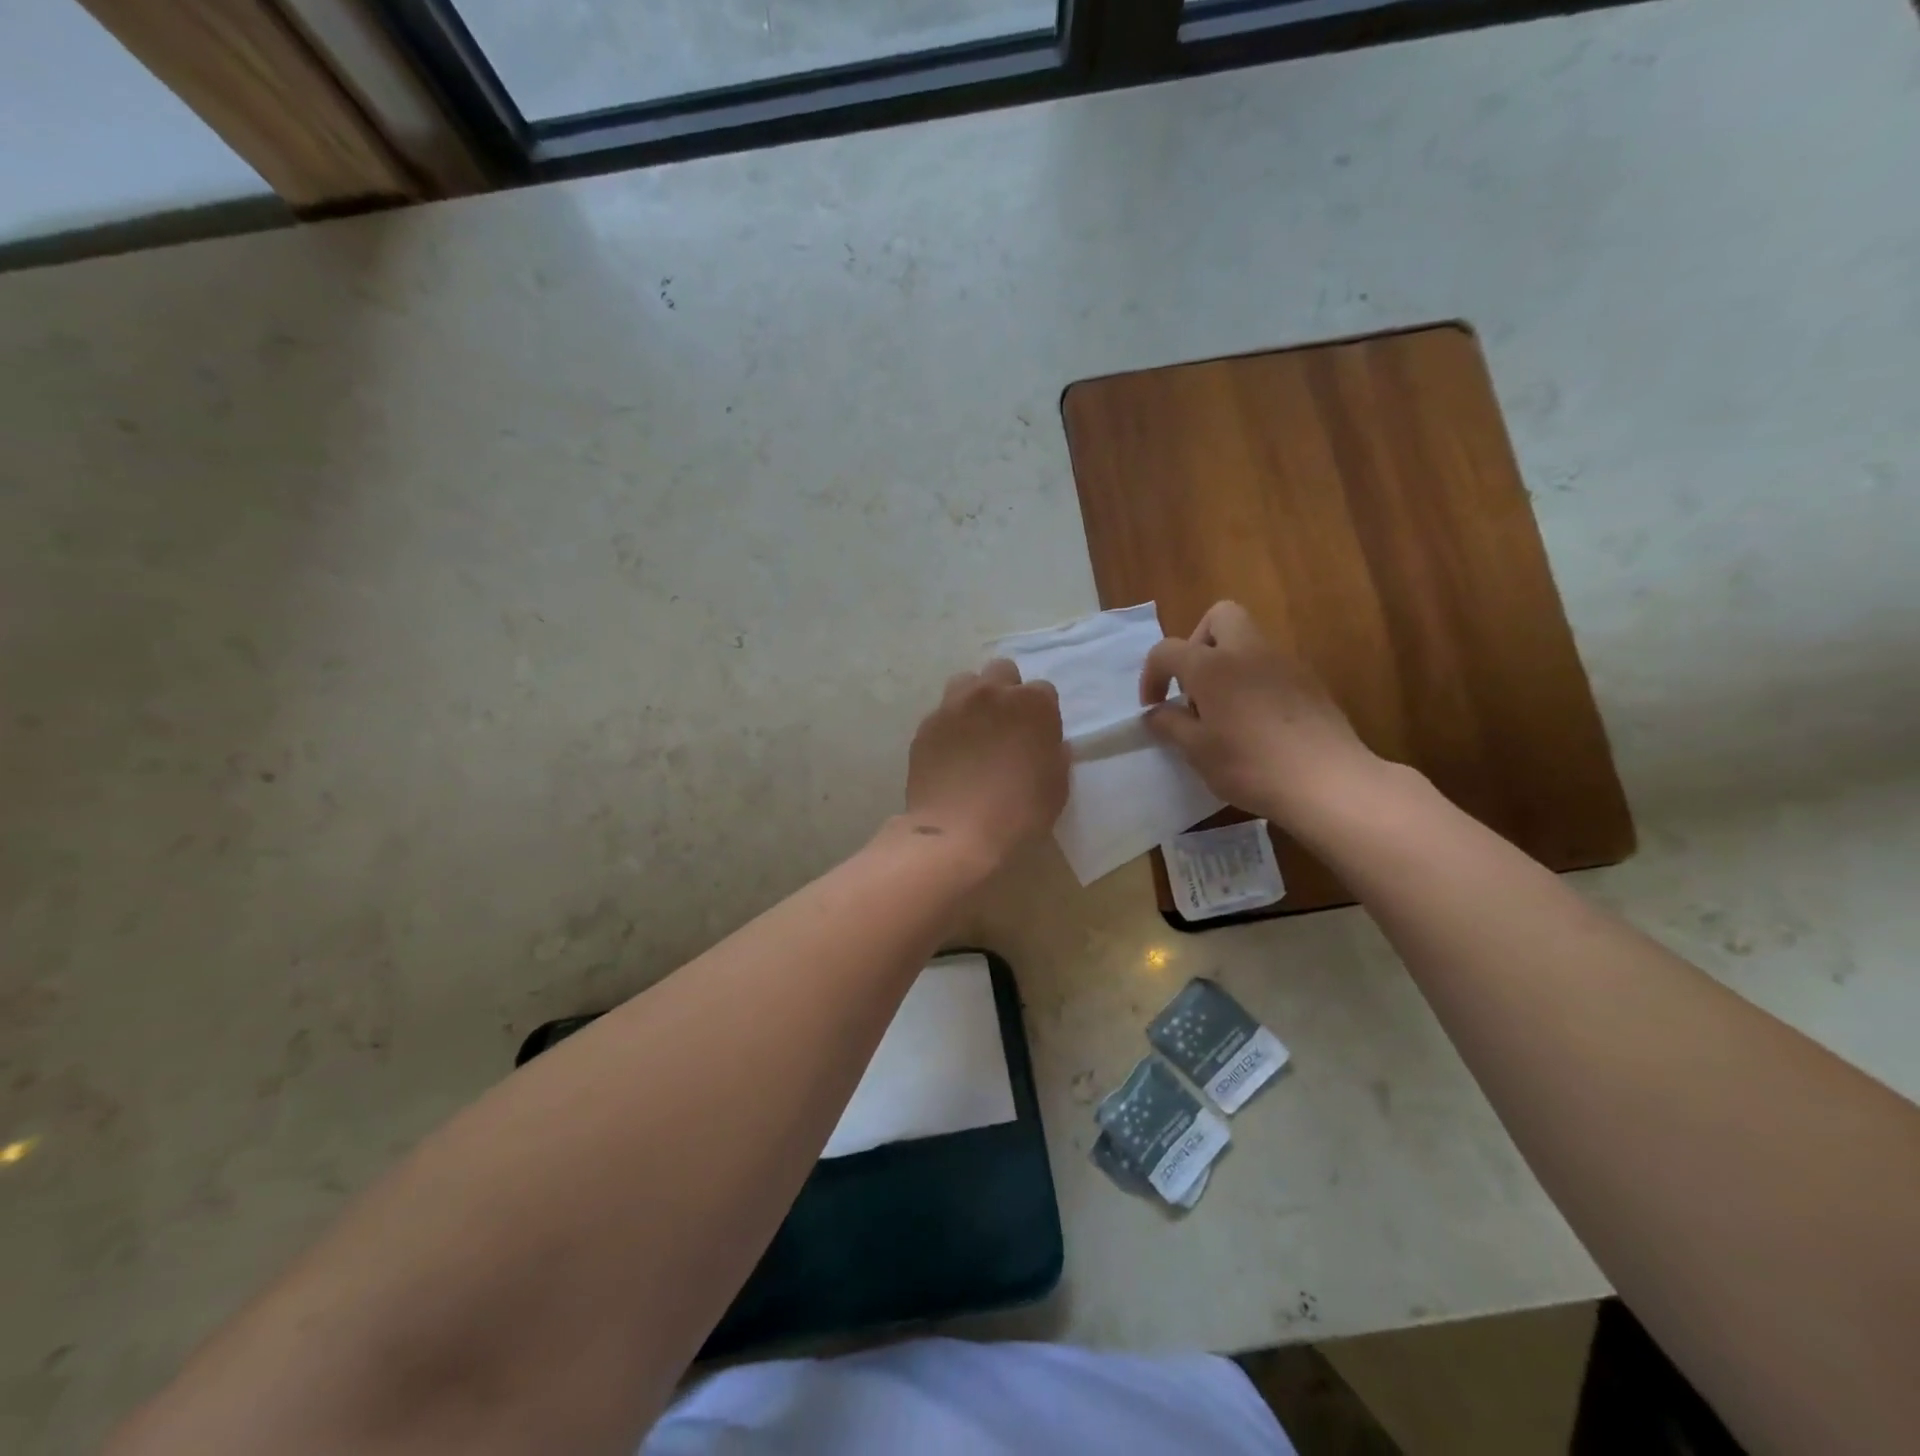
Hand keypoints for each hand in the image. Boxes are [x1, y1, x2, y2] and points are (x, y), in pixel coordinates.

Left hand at [904, 659, 1068, 867]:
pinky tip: (952, 752)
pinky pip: (942, 713)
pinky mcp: (926, 725)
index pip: (1043, 691)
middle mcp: (991, 693)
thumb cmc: (1018, 813)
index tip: (1037, 736)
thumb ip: (1056, 757)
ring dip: (975, 699)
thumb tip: (1052, 745)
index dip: (1041, 713)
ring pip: (966, 683)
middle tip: (1006, 725)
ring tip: (975, 730)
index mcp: (1031, 704)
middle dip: (1007, 691)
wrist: (956, 833)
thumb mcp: (1056, 789)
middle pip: (1002, 672)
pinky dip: (950, 725)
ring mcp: (953, 706)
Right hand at [1140, 601, 1379, 829]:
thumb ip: (1170, 724)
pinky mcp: (1310, 682)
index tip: (1153, 707)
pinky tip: (1256, 723)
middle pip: (1220, 617)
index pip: (1167, 650)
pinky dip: (1254, 682)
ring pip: (1248, 641)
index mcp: (1212, 666)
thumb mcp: (1197, 751)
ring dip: (1227, 664)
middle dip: (1198, 643)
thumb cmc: (1251, 765)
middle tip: (1193, 685)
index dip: (1151, 675)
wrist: (1328, 782)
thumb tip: (1156, 712)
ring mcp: (1284, 663)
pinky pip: (1271, 667)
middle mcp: (1248, 652)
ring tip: (1223, 711)